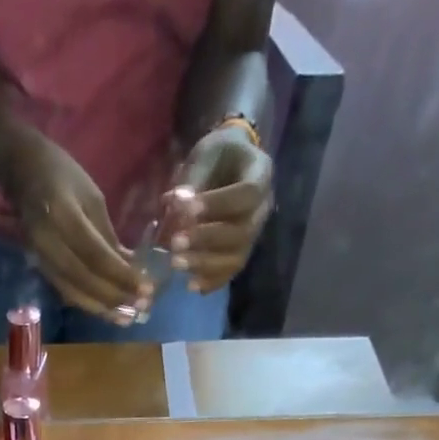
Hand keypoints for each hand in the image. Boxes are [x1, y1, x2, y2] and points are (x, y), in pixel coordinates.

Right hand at [3, 130, 148, 320]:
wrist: (22, 172)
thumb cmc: (63, 175)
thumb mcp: (92, 197)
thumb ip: (107, 234)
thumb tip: (129, 267)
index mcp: (63, 215)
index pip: (95, 254)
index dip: (120, 275)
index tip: (144, 289)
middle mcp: (48, 241)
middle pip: (83, 279)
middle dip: (112, 296)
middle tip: (138, 309)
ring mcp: (41, 256)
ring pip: (72, 291)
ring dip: (100, 307)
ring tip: (124, 318)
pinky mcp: (40, 266)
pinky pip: (65, 290)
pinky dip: (86, 302)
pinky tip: (105, 310)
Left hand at [162, 125, 273, 293]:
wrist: (231, 162)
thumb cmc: (218, 154)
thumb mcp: (206, 153)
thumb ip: (193, 178)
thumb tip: (176, 203)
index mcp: (260, 174)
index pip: (246, 194)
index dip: (218, 204)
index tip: (187, 208)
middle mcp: (263, 208)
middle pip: (242, 232)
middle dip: (206, 239)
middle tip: (175, 243)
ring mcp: (255, 233)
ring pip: (237, 257)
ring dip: (205, 265)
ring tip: (176, 264)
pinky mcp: (242, 250)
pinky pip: (231, 271)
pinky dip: (211, 281)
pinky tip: (191, 285)